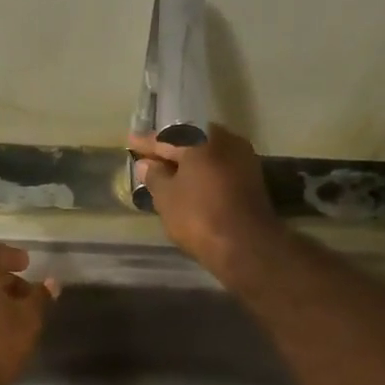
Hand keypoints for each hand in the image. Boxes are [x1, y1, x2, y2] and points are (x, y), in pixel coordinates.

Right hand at [128, 124, 283, 281]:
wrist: (247, 247)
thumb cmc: (199, 216)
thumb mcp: (166, 197)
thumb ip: (155, 176)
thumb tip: (146, 164)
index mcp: (202, 139)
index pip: (168, 137)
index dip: (147, 143)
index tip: (131, 143)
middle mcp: (227, 141)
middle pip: (191, 142)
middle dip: (169, 150)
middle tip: (149, 157)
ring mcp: (244, 160)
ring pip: (208, 155)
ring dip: (187, 163)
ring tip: (166, 172)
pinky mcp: (252, 180)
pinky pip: (220, 169)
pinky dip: (203, 174)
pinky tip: (190, 184)